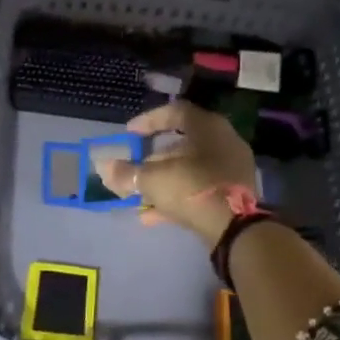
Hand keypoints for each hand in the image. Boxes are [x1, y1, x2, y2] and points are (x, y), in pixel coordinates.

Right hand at [94, 99, 259, 245]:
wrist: (236, 227)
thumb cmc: (193, 189)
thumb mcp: (153, 179)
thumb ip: (127, 173)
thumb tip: (104, 167)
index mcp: (207, 127)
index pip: (174, 112)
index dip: (148, 120)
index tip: (129, 133)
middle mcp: (223, 142)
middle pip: (182, 144)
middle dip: (153, 159)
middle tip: (133, 170)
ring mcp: (230, 169)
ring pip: (189, 169)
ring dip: (162, 181)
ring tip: (139, 197)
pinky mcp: (233, 194)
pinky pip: (198, 189)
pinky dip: (176, 198)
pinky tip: (151, 216)